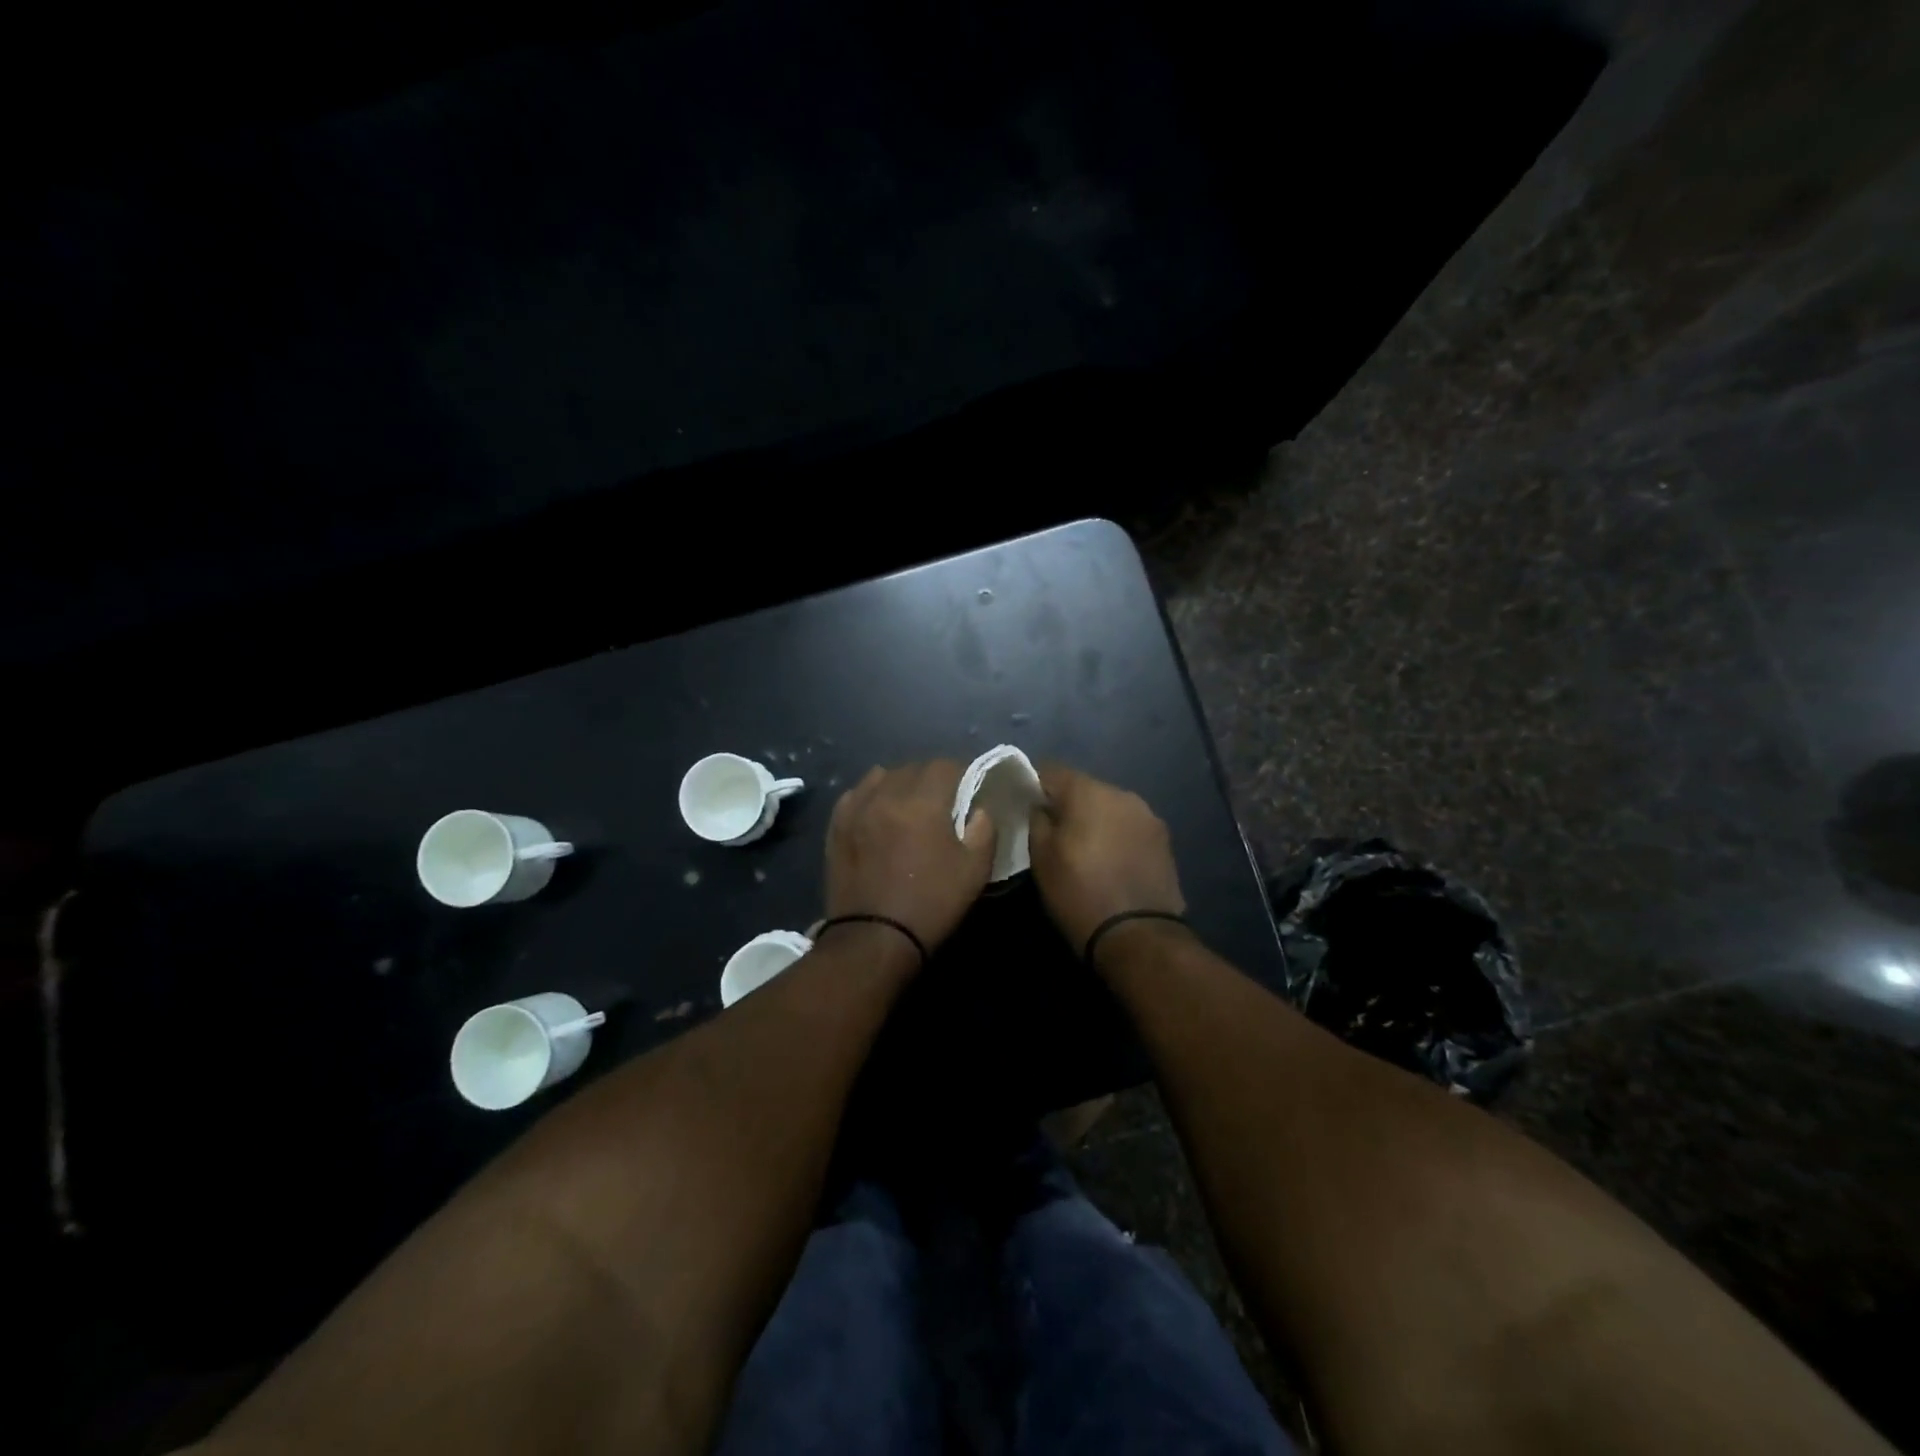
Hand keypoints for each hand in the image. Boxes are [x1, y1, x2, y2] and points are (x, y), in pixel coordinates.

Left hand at [824, 761, 995, 959]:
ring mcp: (856, 808)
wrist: (873, 938)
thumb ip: (984, 830)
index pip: (945, 765)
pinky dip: (871, 795)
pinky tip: (878, 812)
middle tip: (942, 801)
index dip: (961, 773)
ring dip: (900, 783)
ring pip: (882, 776)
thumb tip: (978, 809)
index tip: (969, 790)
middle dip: (932, 778)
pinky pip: (856, 794)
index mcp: (922, 802)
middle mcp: (886, 794)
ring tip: (908, 805)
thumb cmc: (931, 903)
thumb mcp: (974, 871)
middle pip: (913, 768)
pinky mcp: (837, 825)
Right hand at [1027, 766, 1185, 955]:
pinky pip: (1129, 827)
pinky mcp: (1164, 840)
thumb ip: (1037, 821)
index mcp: (1089, 792)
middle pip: (1085, 788)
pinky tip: (1110, 862)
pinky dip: (1116, 836)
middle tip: (1053, 833)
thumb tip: (1041, 806)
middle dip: (1068, 805)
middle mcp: (1122, 794)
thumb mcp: (1041, 858)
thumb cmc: (1080, 893)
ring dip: (1095, 820)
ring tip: (1085, 851)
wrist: (1138, 936)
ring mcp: (1148, 816)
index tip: (1026, 807)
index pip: (1052, 770)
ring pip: (1110, 807)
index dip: (1035, 785)